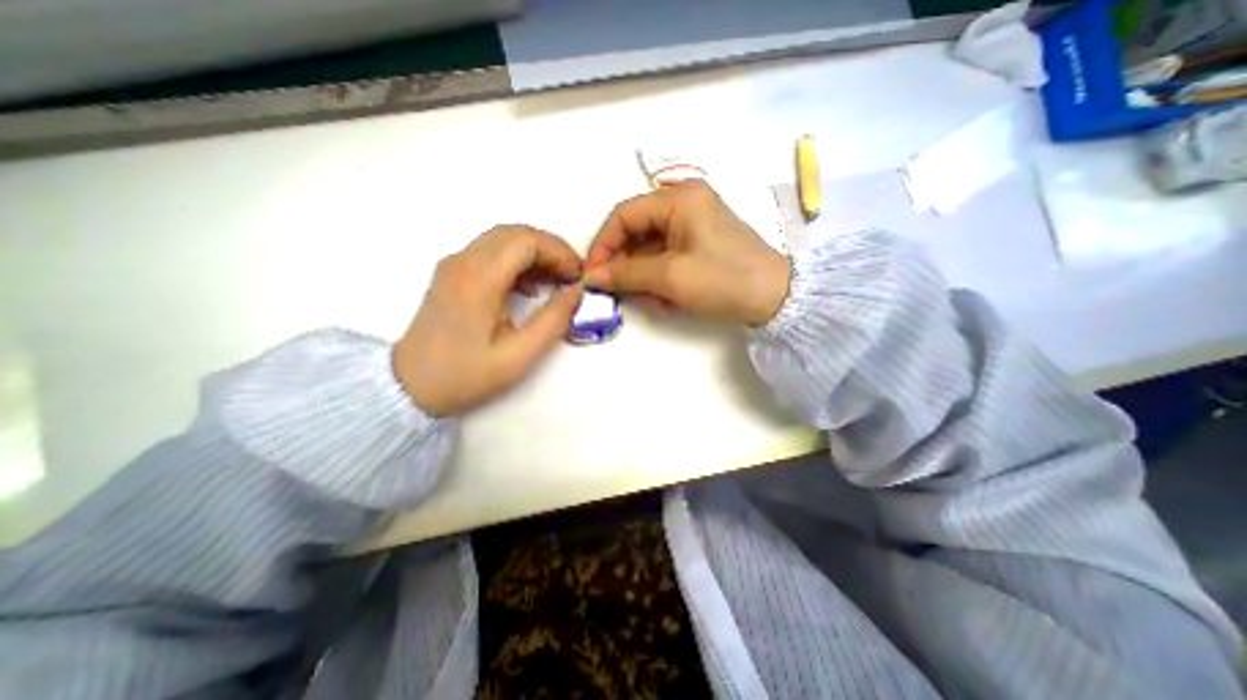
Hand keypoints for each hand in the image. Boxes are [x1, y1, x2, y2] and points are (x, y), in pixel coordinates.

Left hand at [391, 227, 580, 417]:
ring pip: (504, 240)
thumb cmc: (466, 375)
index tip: (578, 276)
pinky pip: (492, 253)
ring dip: (536, 254)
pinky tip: (530, 288)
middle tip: (572, 277)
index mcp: (479, 280)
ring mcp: (455, 265)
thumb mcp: (519, 356)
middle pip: (516, 233)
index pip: (526, 240)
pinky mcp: (453, 274)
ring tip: (557, 281)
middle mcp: (463, 262)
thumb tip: (577, 292)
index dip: (559, 252)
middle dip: (551, 250)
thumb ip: (553, 320)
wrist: (410, 386)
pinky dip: (518, 262)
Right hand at [586, 179, 786, 323]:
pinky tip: (665, 299)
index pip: (624, 215)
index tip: (592, 274)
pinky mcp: (700, 243)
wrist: (775, 298)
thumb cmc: (722, 280)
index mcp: (678, 199)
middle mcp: (685, 204)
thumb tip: (591, 277)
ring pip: (650, 247)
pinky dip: (660, 278)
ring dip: (643, 275)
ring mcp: (694, 224)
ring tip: (648, 299)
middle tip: (614, 291)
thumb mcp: (670, 277)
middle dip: (624, 264)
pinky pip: (667, 257)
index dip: (603, 244)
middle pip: (636, 231)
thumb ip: (626, 274)